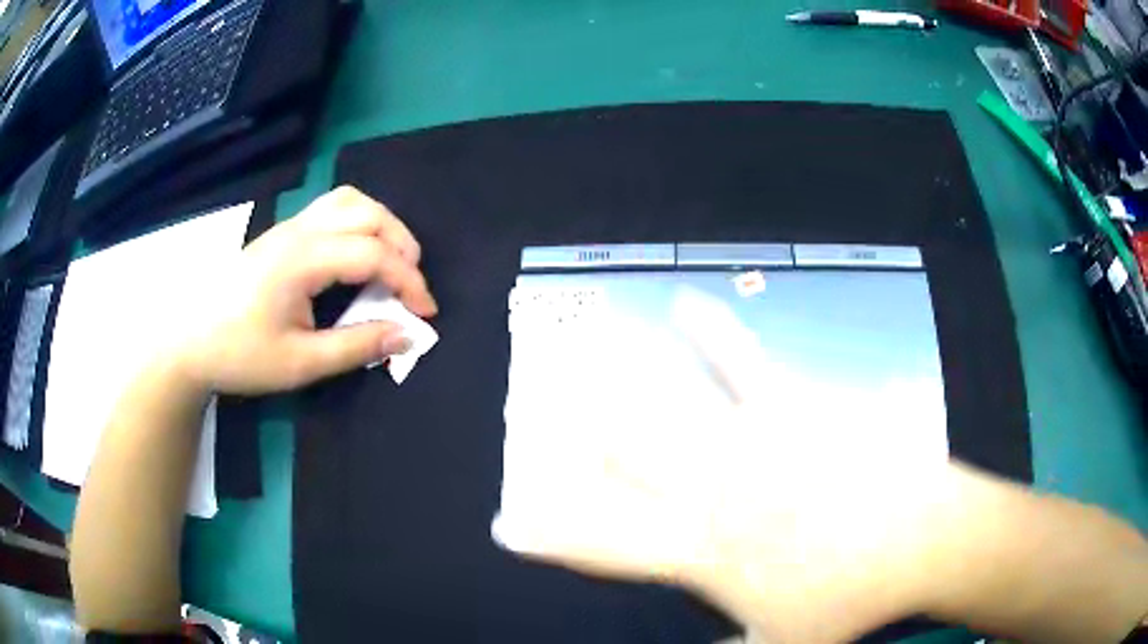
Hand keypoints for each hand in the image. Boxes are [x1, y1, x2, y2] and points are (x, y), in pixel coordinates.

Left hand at [172, 186, 436, 394]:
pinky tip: (355, 253)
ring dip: (381, 225)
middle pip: (368, 212)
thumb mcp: (300, 363)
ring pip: (350, 201)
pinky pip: (332, 208)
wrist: (189, 341)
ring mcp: (289, 227)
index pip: (373, 253)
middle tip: (411, 286)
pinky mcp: (282, 233)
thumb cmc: (241, 354)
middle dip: (402, 245)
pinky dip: (359, 222)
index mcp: (303, 259)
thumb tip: (406, 334)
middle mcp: (300, 230)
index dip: (409, 281)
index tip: (426, 313)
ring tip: (390, 262)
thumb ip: (356, 346)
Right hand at [493, 289, 951, 641]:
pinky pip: (741, 366)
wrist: (921, 542)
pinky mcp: (791, 410)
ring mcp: (751, 446)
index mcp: (703, 556)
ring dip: (617, 382)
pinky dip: (710, 335)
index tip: (506, 522)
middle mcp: (712, 496)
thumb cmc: (853, 600)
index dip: (548, 537)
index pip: (603, 547)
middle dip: (572, 437)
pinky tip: (683, 305)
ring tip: (578, 353)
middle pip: (624, 462)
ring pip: (668, 409)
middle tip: (532, 413)